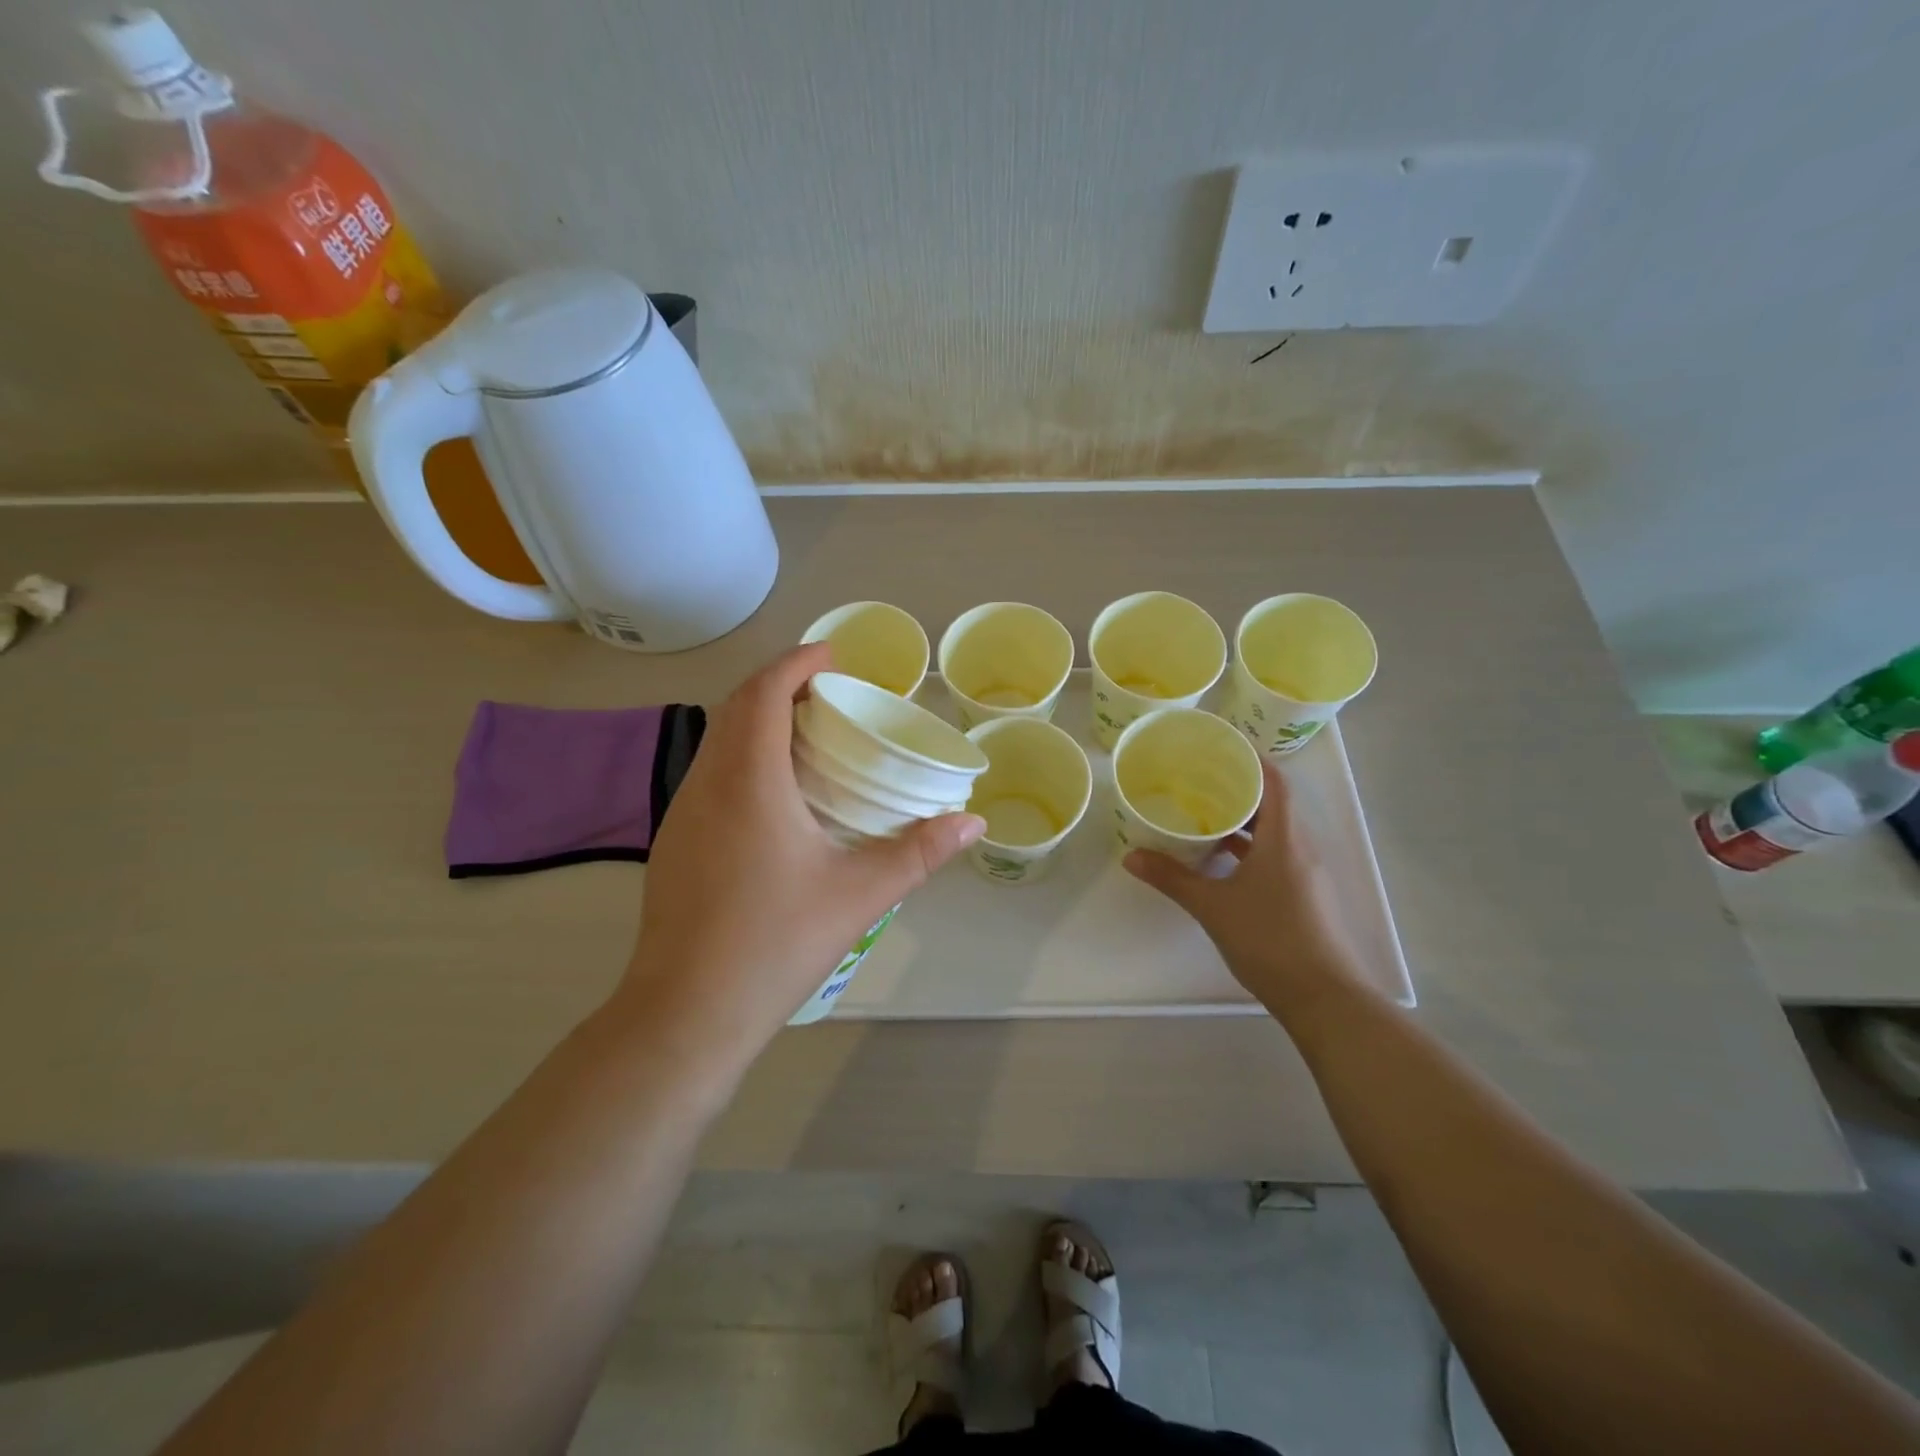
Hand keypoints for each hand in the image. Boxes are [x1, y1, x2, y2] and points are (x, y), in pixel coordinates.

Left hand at [619, 644, 985, 1063]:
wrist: (687, 1012)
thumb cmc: (776, 942)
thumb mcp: (859, 894)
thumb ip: (919, 852)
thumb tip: (972, 822)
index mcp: (750, 780)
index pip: (765, 693)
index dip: (797, 663)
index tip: (833, 654)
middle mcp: (708, 783)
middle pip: (738, 707)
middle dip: (779, 685)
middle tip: (829, 693)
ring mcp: (682, 813)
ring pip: (718, 740)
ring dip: (757, 719)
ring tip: (807, 735)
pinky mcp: (674, 842)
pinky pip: (710, 773)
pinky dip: (742, 755)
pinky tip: (773, 794)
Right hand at [1124, 757, 1361, 1016]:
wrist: (1324, 998)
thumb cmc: (1269, 939)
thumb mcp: (1212, 906)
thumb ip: (1172, 878)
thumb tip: (1131, 857)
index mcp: (1284, 838)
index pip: (1274, 781)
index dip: (1250, 759)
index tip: (1218, 748)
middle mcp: (1301, 846)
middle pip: (1274, 802)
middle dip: (1239, 787)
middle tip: (1198, 778)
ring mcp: (1307, 872)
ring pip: (1274, 830)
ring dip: (1244, 819)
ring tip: (1203, 812)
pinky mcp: (1305, 894)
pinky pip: (1277, 853)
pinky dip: (1251, 846)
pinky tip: (1221, 857)